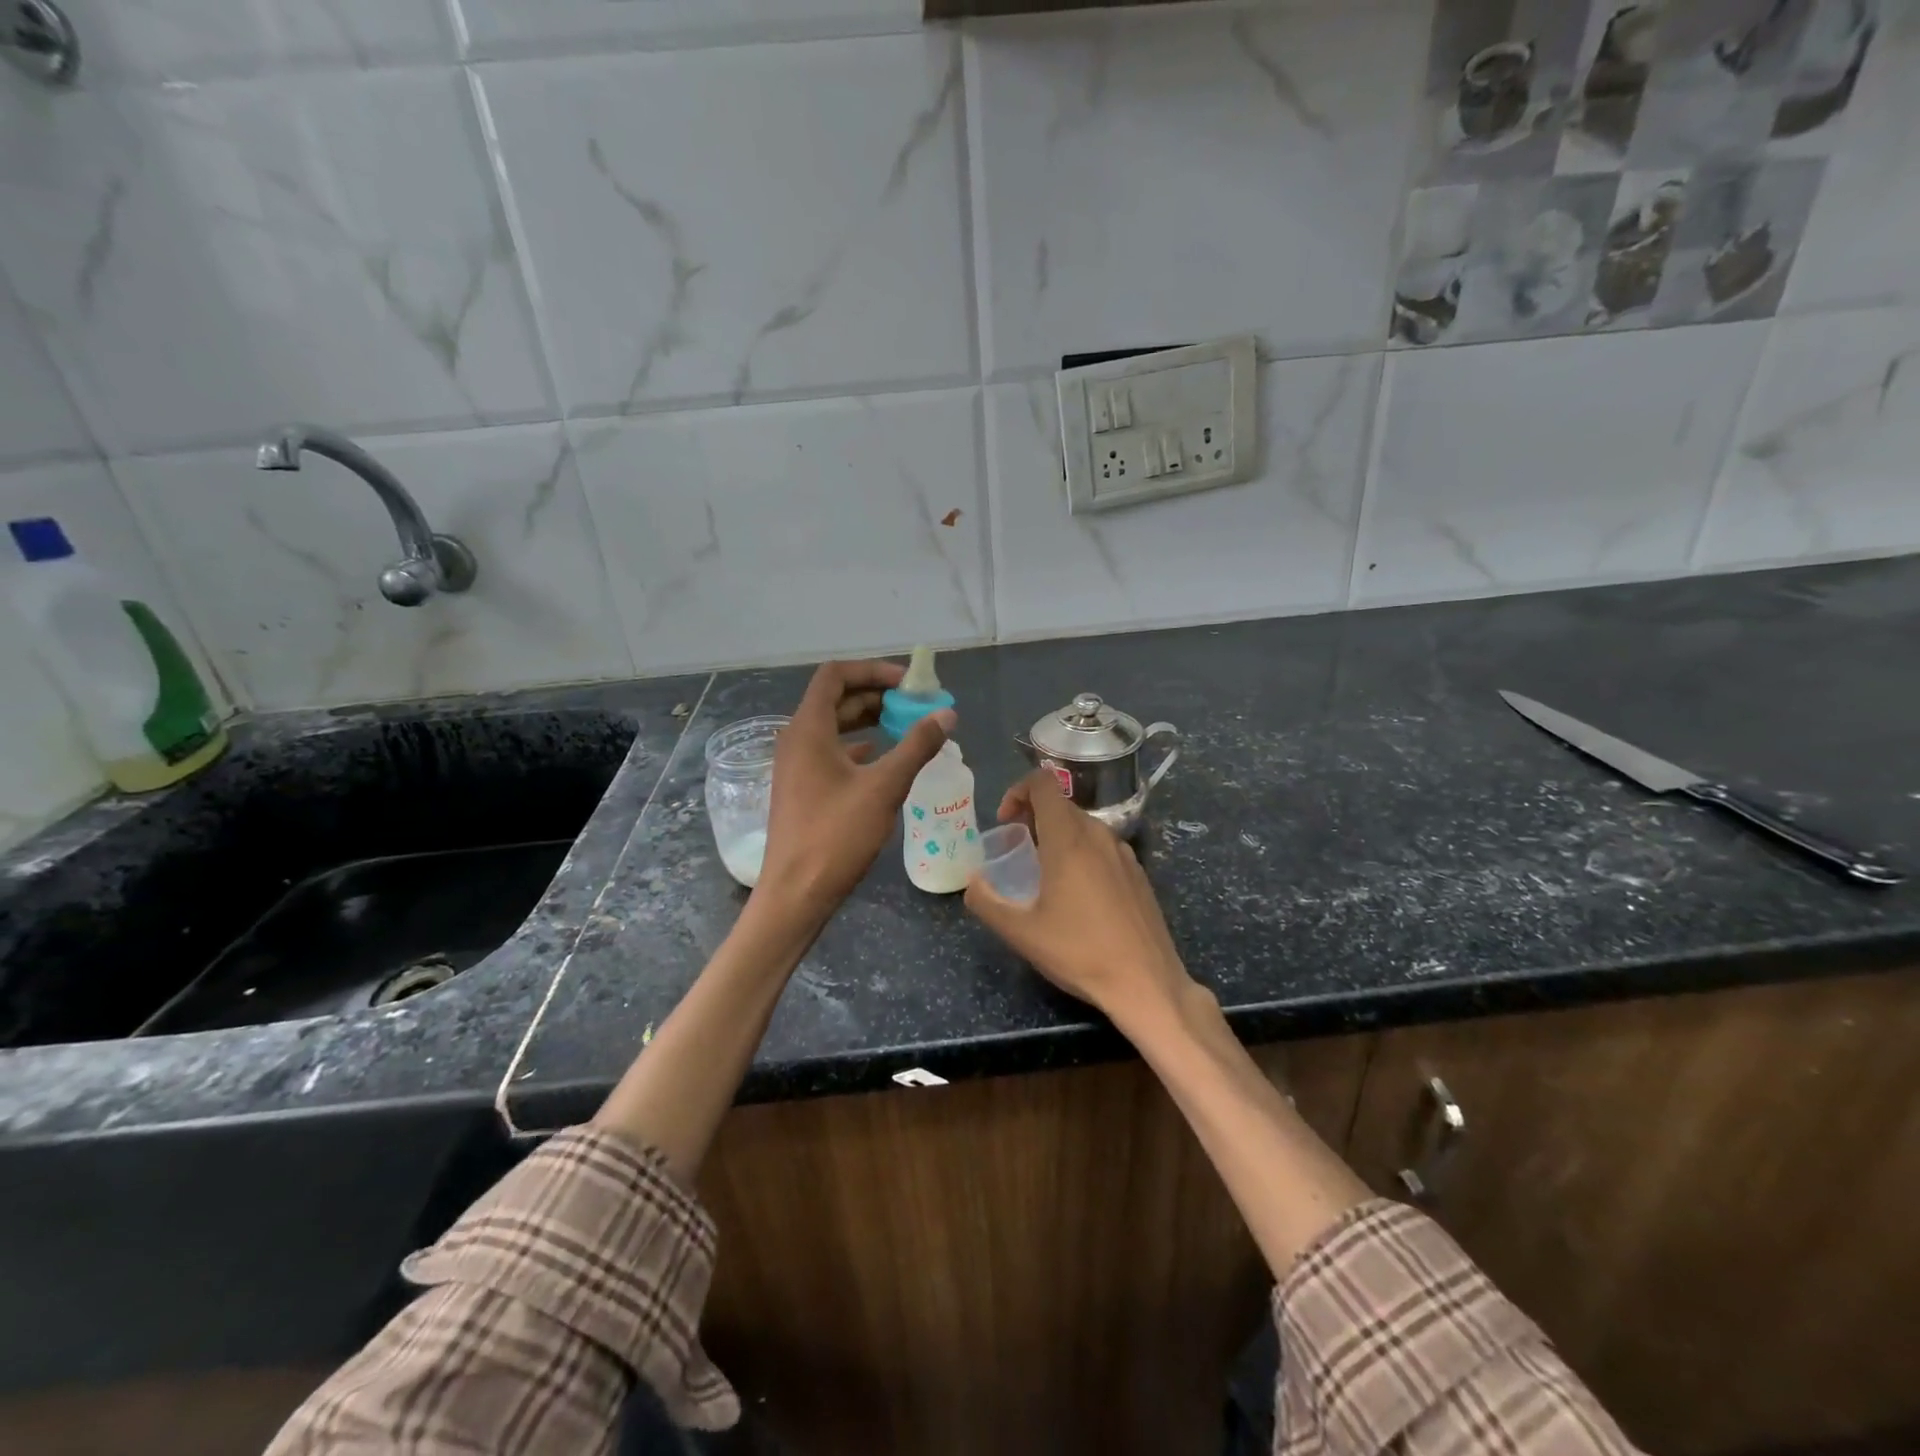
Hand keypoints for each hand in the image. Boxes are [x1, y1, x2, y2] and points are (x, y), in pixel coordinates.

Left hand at [756, 660, 954, 924]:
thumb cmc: (836, 836)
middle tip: (916, 704)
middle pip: (836, 699)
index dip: (873, 670)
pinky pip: (832, 753)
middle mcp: (797, 739)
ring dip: (870, 721)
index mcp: (808, 729)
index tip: (909, 683)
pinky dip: (860, 747)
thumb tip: (946, 714)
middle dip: (877, 695)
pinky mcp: (802, 788)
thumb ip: (916, 746)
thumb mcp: (883, 787)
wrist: (796, 894)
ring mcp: (796, 765)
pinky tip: (885, 759)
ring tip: (908, 727)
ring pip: (835, 727)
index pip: (836, 675)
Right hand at [964, 770, 1193, 1025]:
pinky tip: (1078, 896)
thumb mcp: (1020, 932)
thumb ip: (986, 902)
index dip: (1017, 791)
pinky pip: (1103, 847)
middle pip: (1061, 805)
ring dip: (1057, 836)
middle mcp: (1099, 835)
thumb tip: (973, 882)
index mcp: (1068, 838)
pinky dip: (1082, 853)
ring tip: (1044, 874)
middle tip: (1017, 851)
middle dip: (1033, 817)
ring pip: (1083, 826)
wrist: (1147, 983)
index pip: (1042, 783)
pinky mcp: (1139, 874)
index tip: (1005, 823)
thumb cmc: (1079, 952)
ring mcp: (1124, 853)